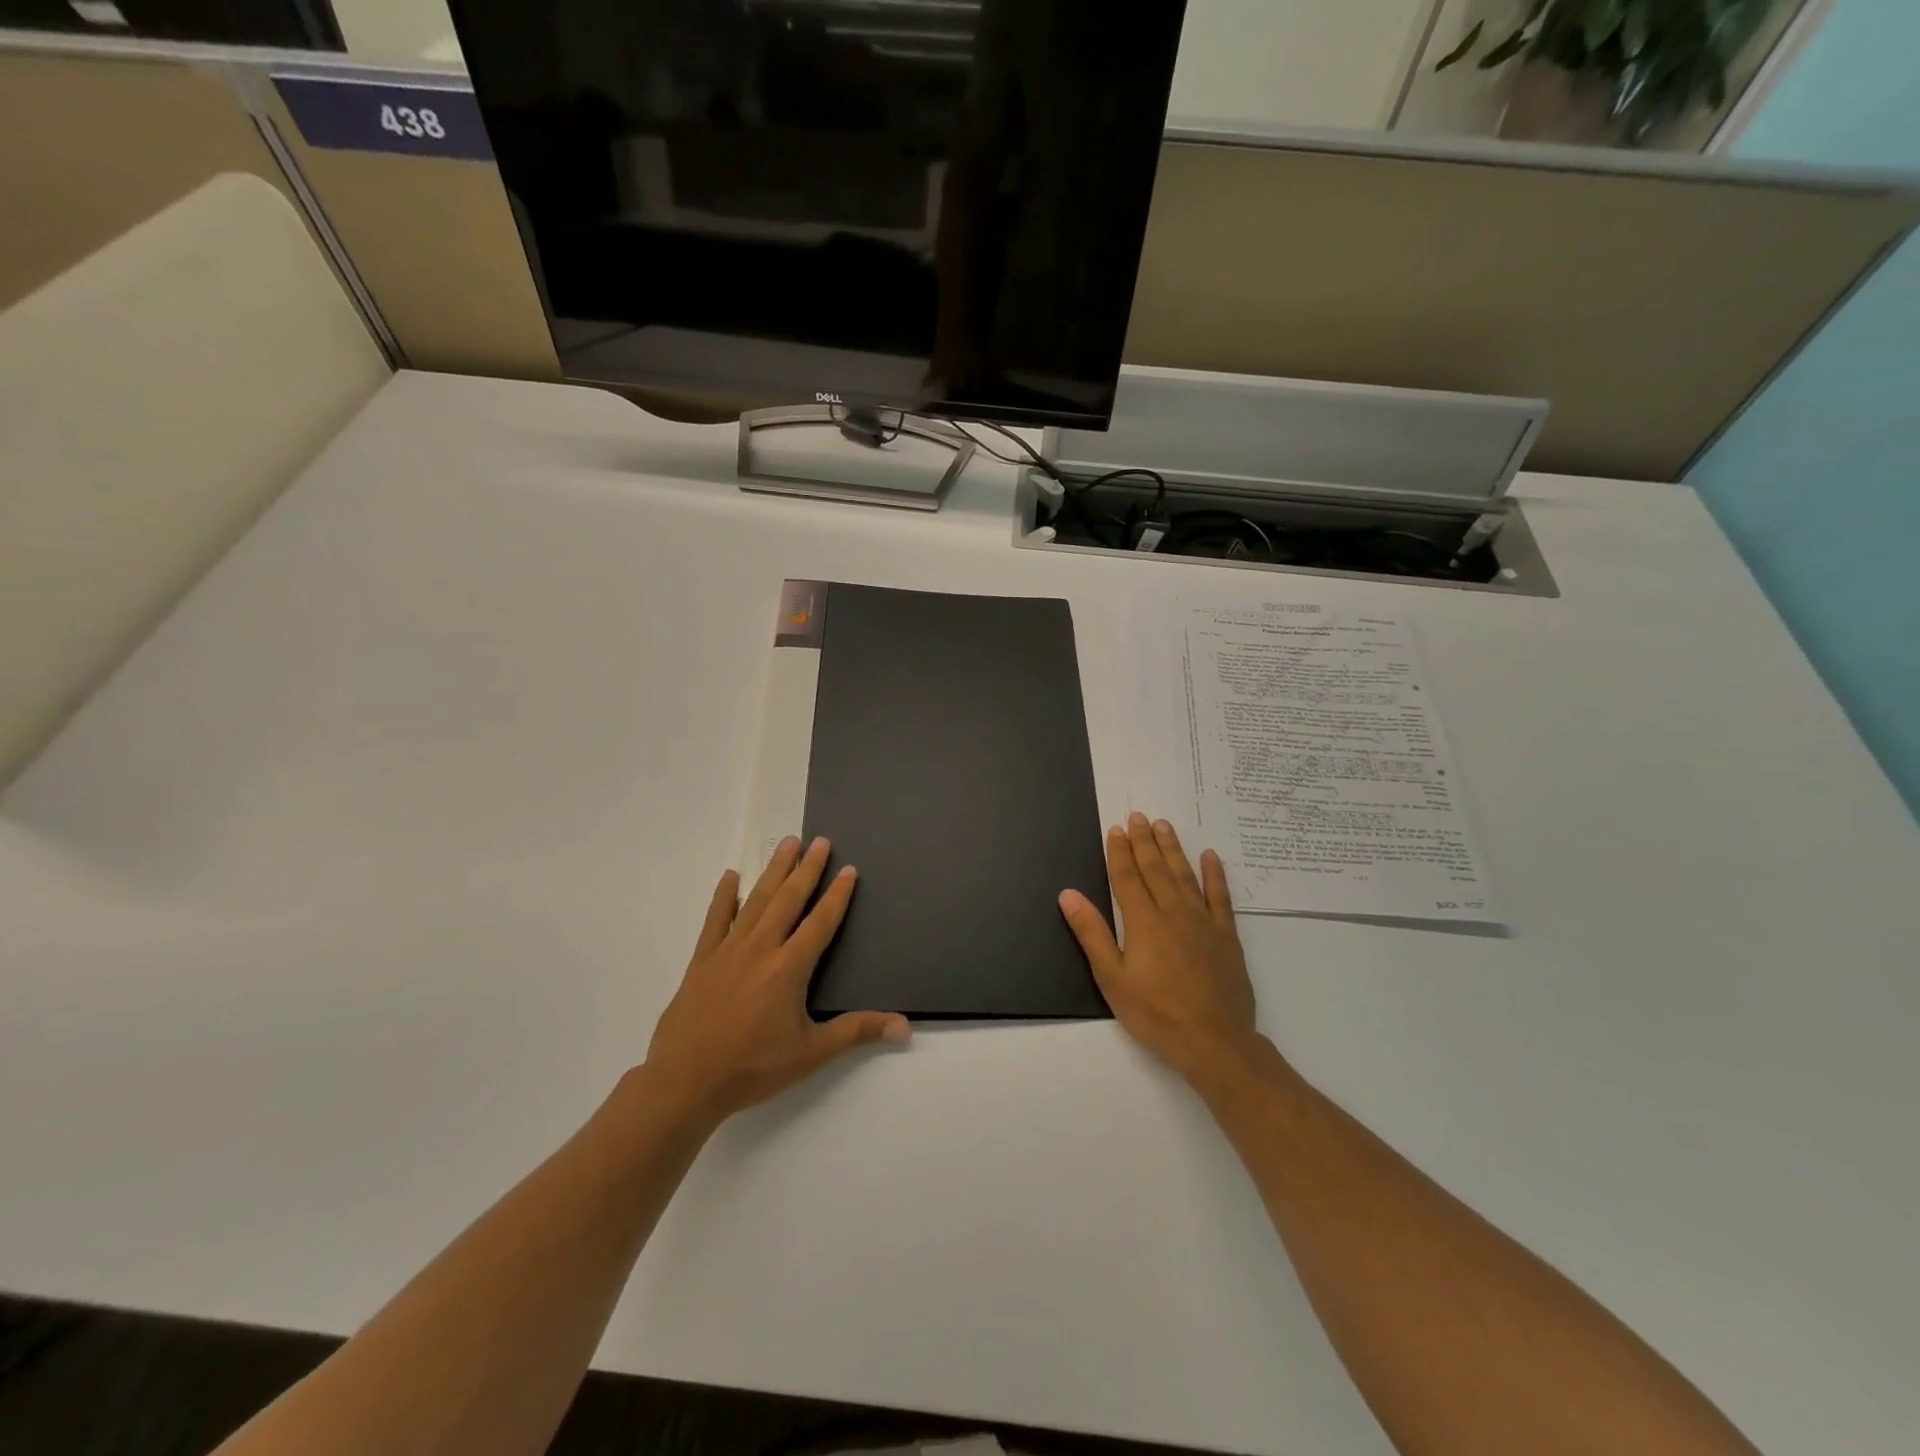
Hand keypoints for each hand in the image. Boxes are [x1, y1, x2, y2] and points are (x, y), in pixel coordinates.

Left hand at [646, 836, 910, 1125]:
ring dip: (773, 870)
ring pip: (756, 900)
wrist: (685, 1082)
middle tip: (820, 841)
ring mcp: (728, 950)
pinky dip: (723, 896)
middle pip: (789, 899)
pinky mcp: (702, 960)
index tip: (849, 869)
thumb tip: (905, 1027)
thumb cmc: (753, 1067)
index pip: (820, 922)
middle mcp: (761, 948)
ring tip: (787, 843)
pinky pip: (715, 919)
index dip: (837, 895)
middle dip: (807, 868)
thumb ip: (857, 1032)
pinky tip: (730, 876)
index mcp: (789, 967)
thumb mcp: (812, 1053)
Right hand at [1059, 813, 1259, 1085]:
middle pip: (1155, 869)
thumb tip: (1068, 894)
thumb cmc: (1156, 1013)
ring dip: (1173, 849)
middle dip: (1144, 841)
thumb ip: (1091, 933)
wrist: (1215, 1041)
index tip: (1116, 829)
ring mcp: (1203, 922)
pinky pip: (1220, 897)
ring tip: (1164, 826)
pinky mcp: (1226, 936)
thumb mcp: (1112, 978)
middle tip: (1139, 816)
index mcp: (1143, 922)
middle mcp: (1173, 912)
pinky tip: (1210, 857)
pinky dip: (1215, 875)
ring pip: (1185, 875)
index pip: (1128, 877)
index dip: (1120, 852)